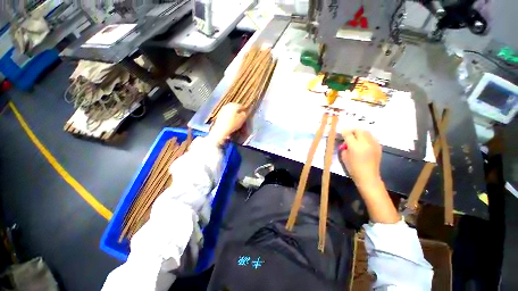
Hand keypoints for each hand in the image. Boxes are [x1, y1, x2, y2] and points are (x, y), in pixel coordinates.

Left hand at [208, 103, 246, 144]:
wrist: (221, 130)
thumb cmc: (233, 124)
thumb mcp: (242, 120)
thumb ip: (244, 114)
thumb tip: (243, 112)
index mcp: (234, 105)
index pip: (241, 106)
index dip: (244, 110)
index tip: (246, 114)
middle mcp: (228, 106)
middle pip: (235, 107)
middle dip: (238, 111)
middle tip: (241, 116)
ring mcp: (223, 110)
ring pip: (230, 110)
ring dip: (233, 114)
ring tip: (236, 119)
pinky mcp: (219, 114)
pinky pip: (226, 114)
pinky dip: (229, 116)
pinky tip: (230, 121)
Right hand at [340, 129, 381, 188]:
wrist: (368, 176)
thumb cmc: (353, 168)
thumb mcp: (344, 157)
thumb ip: (344, 147)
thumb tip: (346, 142)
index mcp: (354, 146)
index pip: (348, 134)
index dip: (344, 132)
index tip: (342, 132)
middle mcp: (365, 143)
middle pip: (359, 130)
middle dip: (353, 131)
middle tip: (349, 135)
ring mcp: (373, 144)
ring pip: (367, 132)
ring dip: (360, 133)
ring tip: (357, 138)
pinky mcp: (378, 147)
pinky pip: (372, 137)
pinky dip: (366, 138)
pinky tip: (364, 143)